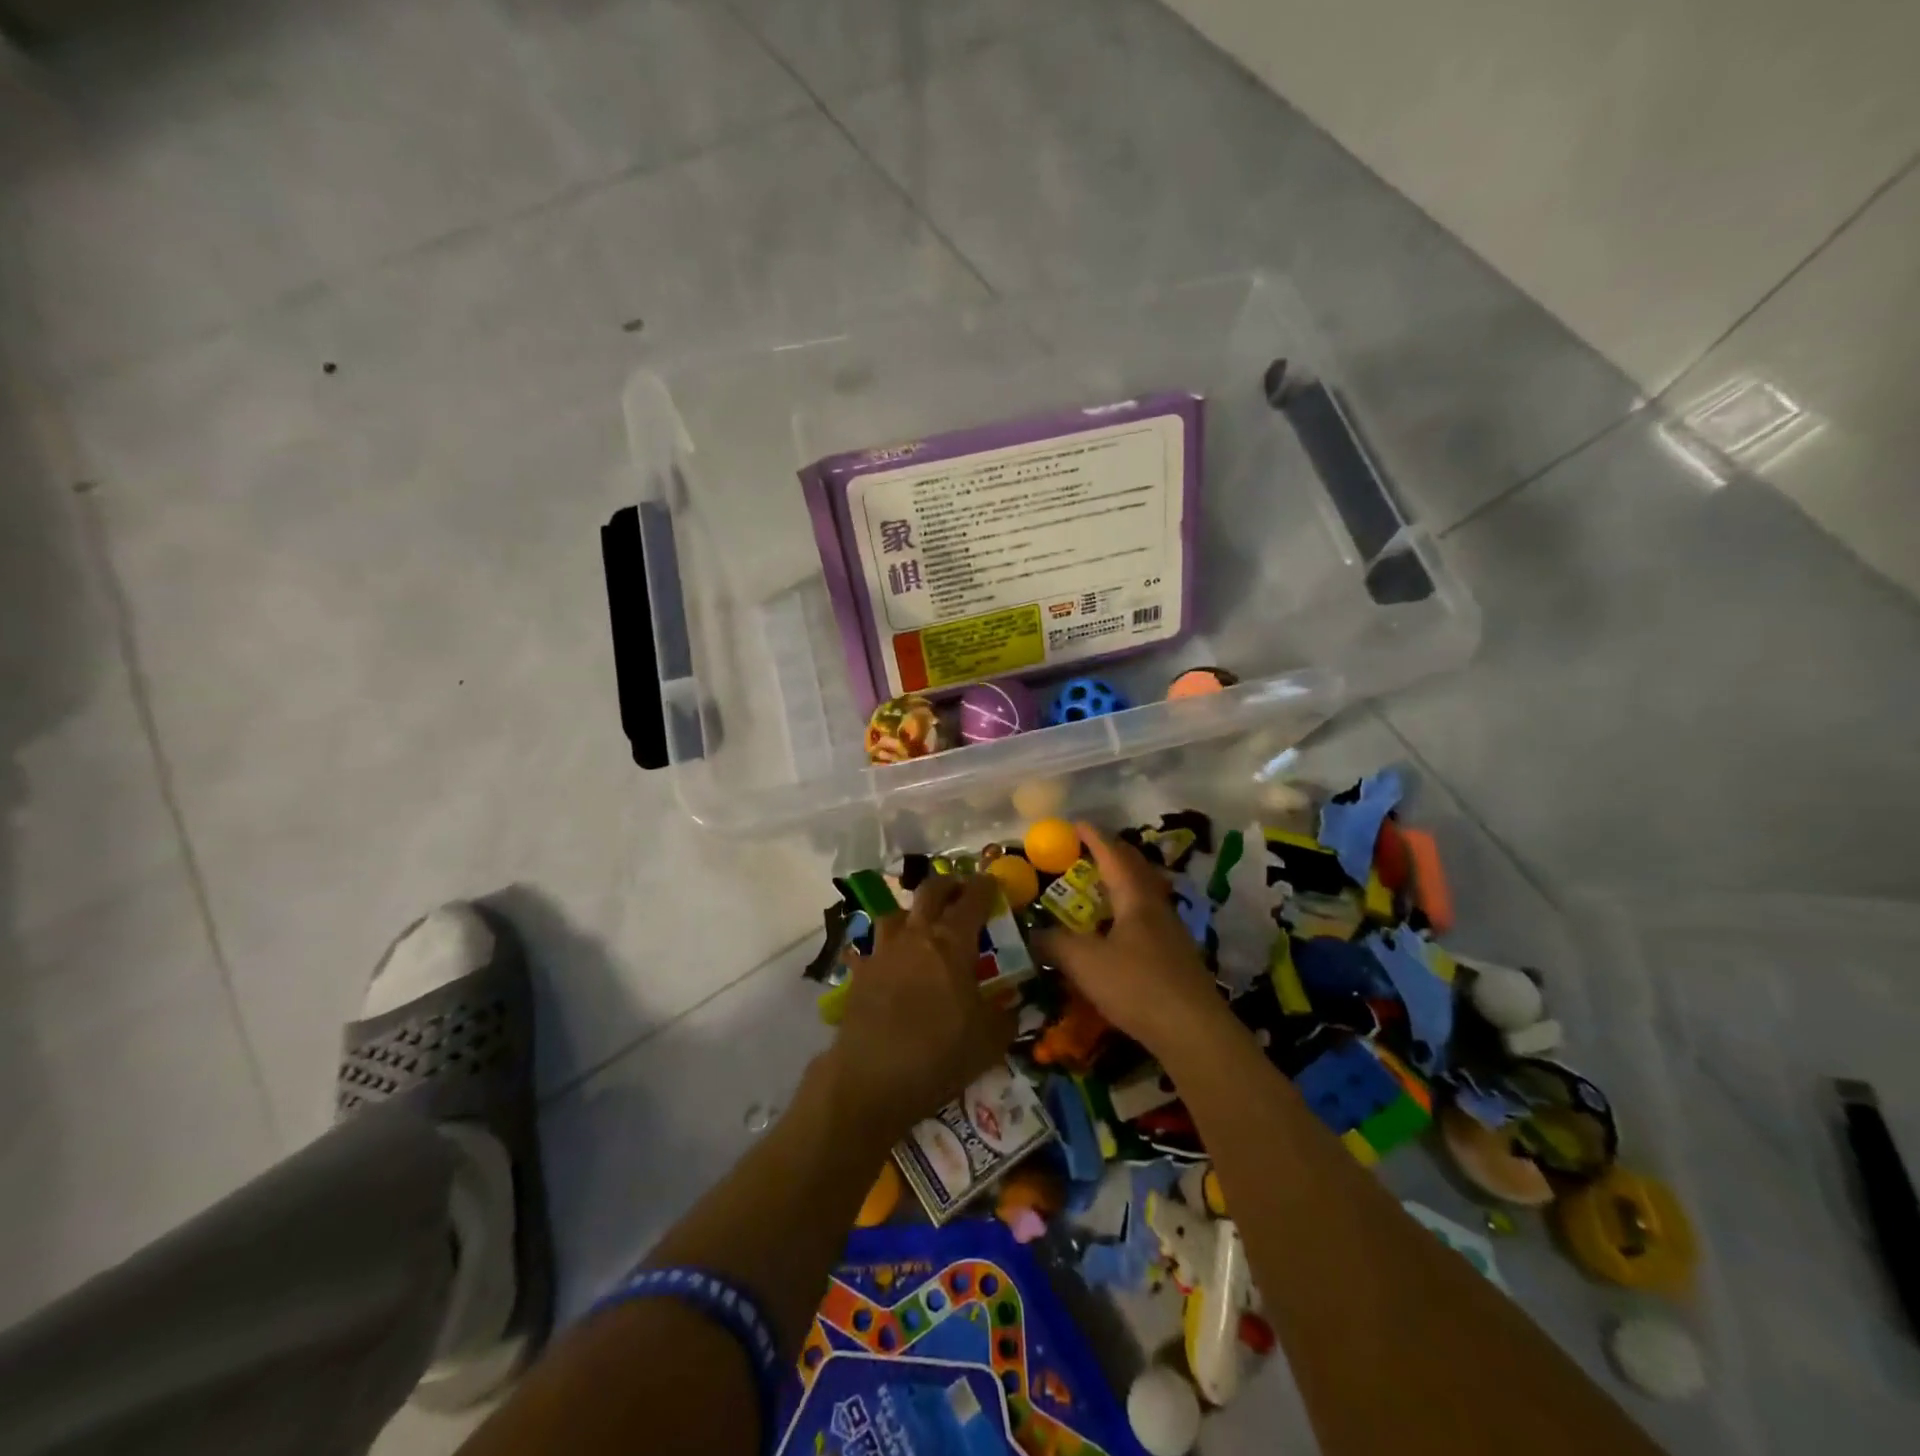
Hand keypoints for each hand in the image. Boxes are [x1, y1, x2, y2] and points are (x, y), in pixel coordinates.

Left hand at [827, 874, 1017, 1140]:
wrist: (872, 1078)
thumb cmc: (940, 1054)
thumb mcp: (991, 1040)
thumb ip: (1006, 1015)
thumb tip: (1013, 1004)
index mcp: (952, 941)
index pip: (972, 898)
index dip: (985, 886)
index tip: (993, 883)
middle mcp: (916, 934)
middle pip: (930, 891)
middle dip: (949, 885)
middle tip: (960, 892)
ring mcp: (883, 950)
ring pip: (895, 912)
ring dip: (912, 912)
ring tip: (921, 926)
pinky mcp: (860, 972)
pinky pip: (869, 949)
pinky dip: (881, 951)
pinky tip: (885, 964)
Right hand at [1032, 824, 1230, 1060]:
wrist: (1193, 1031)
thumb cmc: (1136, 985)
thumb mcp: (1084, 963)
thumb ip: (1055, 944)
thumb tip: (1034, 934)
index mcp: (1135, 897)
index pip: (1112, 855)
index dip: (1094, 837)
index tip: (1076, 823)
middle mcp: (1156, 907)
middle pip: (1135, 868)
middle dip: (1112, 853)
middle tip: (1088, 850)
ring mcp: (1171, 932)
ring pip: (1145, 893)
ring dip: (1123, 882)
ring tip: (1101, 886)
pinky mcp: (1176, 957)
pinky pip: (1148, 918)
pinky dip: (1128, 910)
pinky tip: (1118, 930)